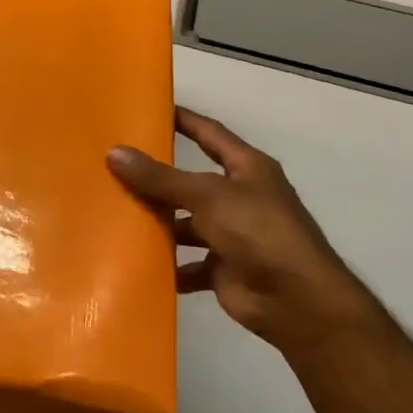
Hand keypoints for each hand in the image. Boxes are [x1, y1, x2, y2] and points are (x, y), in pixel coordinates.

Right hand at [108, 108, 373, 353]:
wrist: (297, 302)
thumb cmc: (259, 232)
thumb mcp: (207, 195)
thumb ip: (160, 178)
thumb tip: (114, 153)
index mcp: (247, 168)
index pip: (210, 133)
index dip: (183, 120)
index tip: (149, 110)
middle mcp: (240, 197)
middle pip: (192, 182)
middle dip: (159, 178)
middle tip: (115, 167)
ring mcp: (233, 235)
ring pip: (187, 224)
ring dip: (159, 223)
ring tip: (116, 215)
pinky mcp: (224, 269)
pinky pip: (188, 263)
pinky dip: (168, 265)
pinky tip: (136, 261)